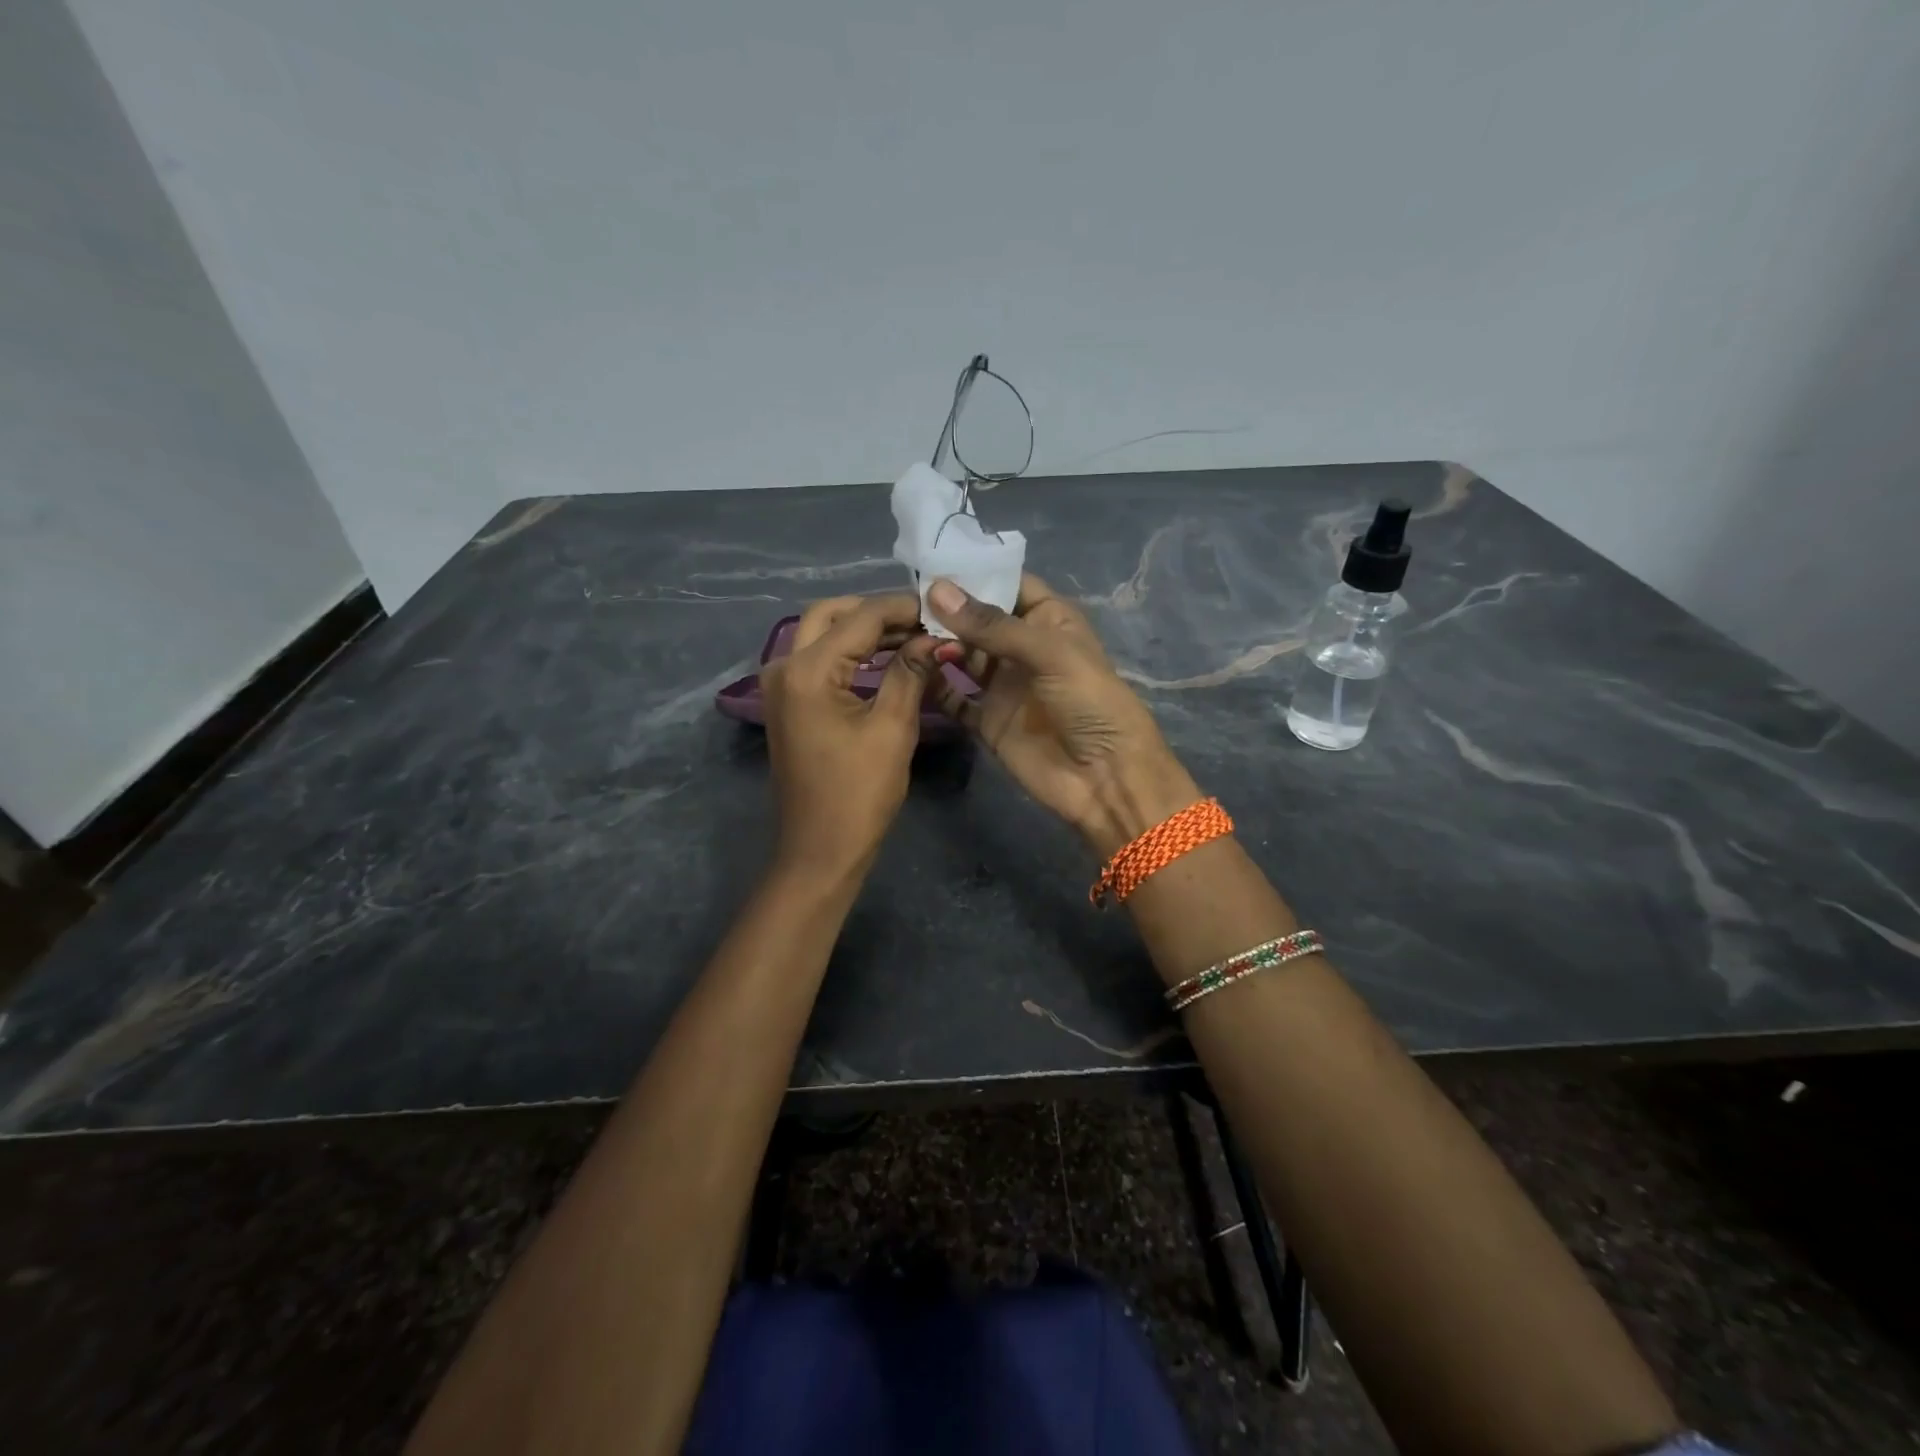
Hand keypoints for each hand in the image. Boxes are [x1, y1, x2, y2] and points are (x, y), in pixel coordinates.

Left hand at [761, 593, 935, 879]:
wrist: (820, 850)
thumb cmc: (859, 794)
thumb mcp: (892, 729)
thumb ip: (911, 672)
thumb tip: (936, 637)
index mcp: (807, 670)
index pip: (861, 617)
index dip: (903, 608)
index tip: (942, 608)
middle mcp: (784, 666)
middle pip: (831, 615)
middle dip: (877, 612)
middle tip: (923, 621)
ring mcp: (781, 685)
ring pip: (822, 634)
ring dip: (864, 630)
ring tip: (914, 637)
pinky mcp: (788, 703)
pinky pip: (819, 660)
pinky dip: (851, 653)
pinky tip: (887, 659)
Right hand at [924, 575, 1200, 855]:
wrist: (1105, 778)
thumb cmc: (1090, 702)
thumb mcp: (1049, 653)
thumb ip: (992, 625)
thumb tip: (936, 590)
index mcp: (1048, 620)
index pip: (1008, 584)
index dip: (974, 572)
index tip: (930, 562)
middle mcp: (1022, 648)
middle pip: (977, 619)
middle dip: (945, 609)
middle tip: (903, 598)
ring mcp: (1002, 684)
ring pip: (961, 654)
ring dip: (936, 643)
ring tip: (901, 630)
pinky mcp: (986, 719)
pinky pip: (953, 696)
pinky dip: (933, 684)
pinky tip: (908, 670)